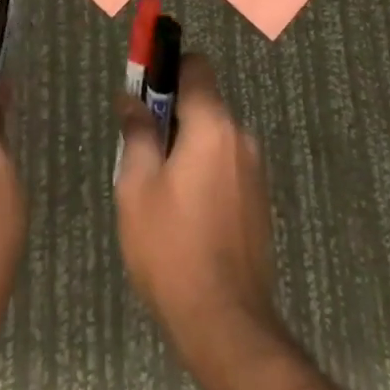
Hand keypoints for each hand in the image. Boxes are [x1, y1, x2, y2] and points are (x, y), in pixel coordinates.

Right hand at [114, 56, 281, 370]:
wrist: (225, 322)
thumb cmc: (170, 247)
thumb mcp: (136, 186)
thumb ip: (136, 134)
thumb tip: (131, 100)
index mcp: (212, 126)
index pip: (196, 67)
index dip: (167, 67)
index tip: (142, 88)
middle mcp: (241, 138)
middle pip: (204, 102)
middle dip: (171, 113)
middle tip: (138, 146)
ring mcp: (254, 171)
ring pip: (213, 136)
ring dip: (185, 144)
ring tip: (156, 187)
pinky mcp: (258, 200)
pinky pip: (225, 164)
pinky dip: (202, 168)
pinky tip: (181, 211)